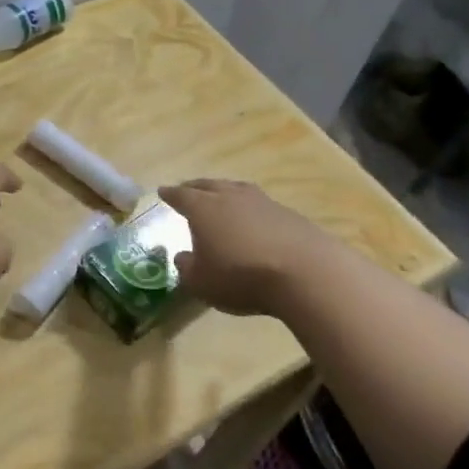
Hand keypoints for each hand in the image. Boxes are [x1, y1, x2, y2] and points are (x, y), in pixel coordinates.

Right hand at [160, 179, 329, 317]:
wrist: (305, 273)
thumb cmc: (241, 276)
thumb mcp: (202, 282)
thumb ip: (187, 268)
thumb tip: (183, 257)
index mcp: (203, 209)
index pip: (181, 196)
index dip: (170, 195)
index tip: (162, 191)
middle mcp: (230, 197)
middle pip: (208, 185)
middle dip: (195, 187)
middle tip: (187, 189)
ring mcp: (262, 202)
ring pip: (236, 190)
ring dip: (225, 192)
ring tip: (220, 197)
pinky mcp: (288, 214)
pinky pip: (260, 204)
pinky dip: (250, 209)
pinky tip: (252, 220)